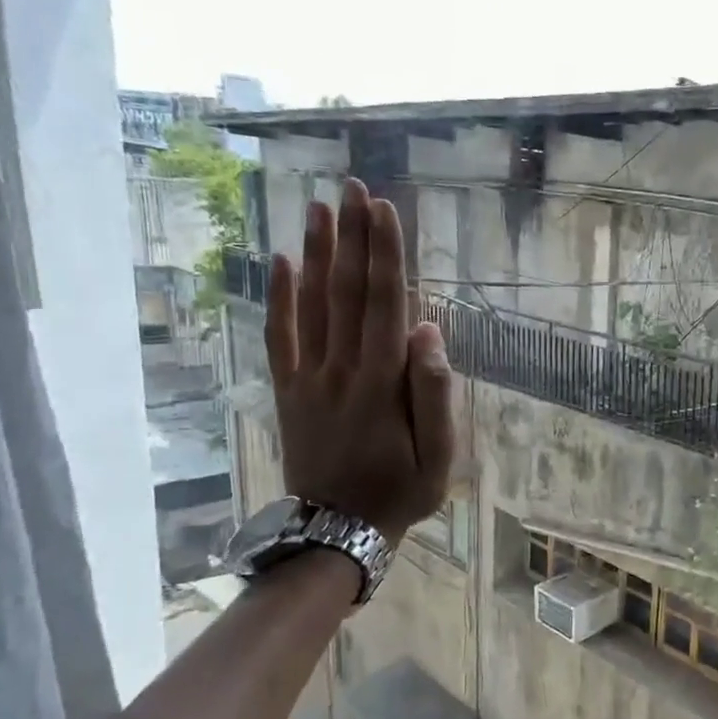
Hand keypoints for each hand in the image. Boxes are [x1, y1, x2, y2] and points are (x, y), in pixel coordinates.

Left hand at [264, 179, 453, 540]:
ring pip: (312, 305)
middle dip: (352, 236)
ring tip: (320, 206)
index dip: (385, 254)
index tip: (383, 209)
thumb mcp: (438, 457)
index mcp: (381, 383)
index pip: (385, 304)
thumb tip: (427, 332)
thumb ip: (434, 394)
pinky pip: (280, 336)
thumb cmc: (399, 493)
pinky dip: (279, 298)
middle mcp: (341, 369)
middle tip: (353, 186)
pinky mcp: (289, 390)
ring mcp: (309, 378)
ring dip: (316, 252)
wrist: (337, 532)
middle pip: (346, 292)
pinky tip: (282, 262)